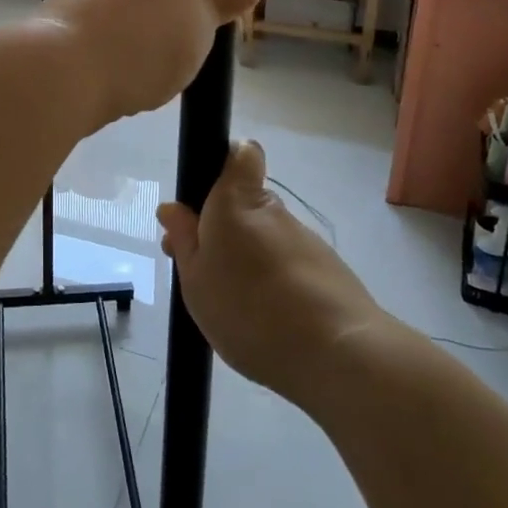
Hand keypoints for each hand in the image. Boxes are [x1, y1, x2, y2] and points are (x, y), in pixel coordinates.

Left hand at [37, 0, 256, 128]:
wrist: (64, 70)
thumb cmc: (147, 38)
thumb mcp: (200, 27)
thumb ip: (219, 4)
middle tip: (193, 16)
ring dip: (141, 5)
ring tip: (160, 48)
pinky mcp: (63, 7)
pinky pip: (100, 10)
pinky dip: (114, 27)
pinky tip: (125, 62)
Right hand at [158, 141, 384, 407]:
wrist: (336, 354)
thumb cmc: (248, 309)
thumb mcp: (195, 280)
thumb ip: (184, 241)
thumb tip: (172, 208)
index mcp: (236, 201)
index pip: (241, 153)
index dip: (226, 165)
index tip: (206, 201)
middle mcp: (273, 211)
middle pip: (246, 206)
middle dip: (225, 231)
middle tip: (205, 275)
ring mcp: (305, 240)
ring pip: (268, 239)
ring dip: (251, 262)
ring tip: (238, 312)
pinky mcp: (330, 271)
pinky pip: (291, 267)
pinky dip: (277, 285)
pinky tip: (270, 325)